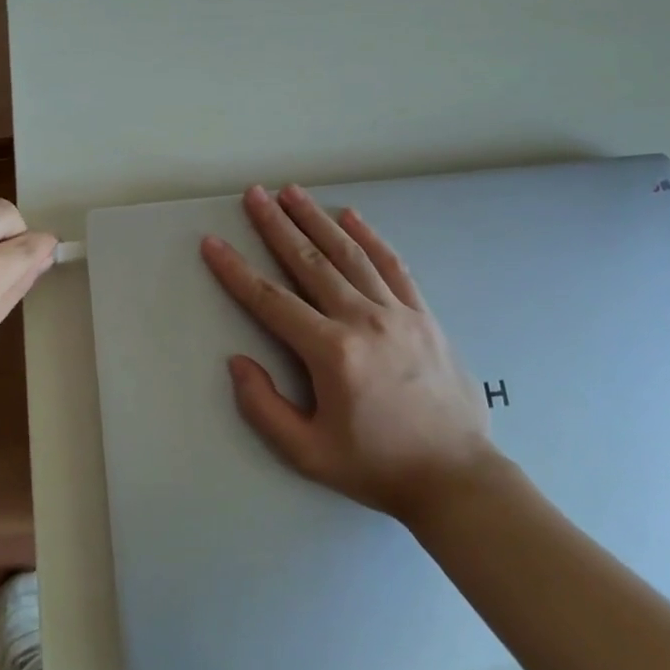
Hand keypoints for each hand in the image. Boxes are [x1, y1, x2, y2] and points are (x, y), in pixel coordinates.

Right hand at [201, 185, 498, 521]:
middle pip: (310, 263)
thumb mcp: (308, 453)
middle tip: (254, 194)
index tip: (213, 243)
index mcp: (332, 353)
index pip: (271, 301)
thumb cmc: (377, 467)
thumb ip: (264, 408)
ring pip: (350, 254)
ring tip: (292, 192)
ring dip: (317, 220)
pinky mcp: (423, 314)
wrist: (456, 477)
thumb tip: (237, 362)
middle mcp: (363, 320)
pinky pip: (392, 265)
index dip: (236, 271)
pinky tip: (351, 216)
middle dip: (277, 225)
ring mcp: (398, 312)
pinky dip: (370, 237)